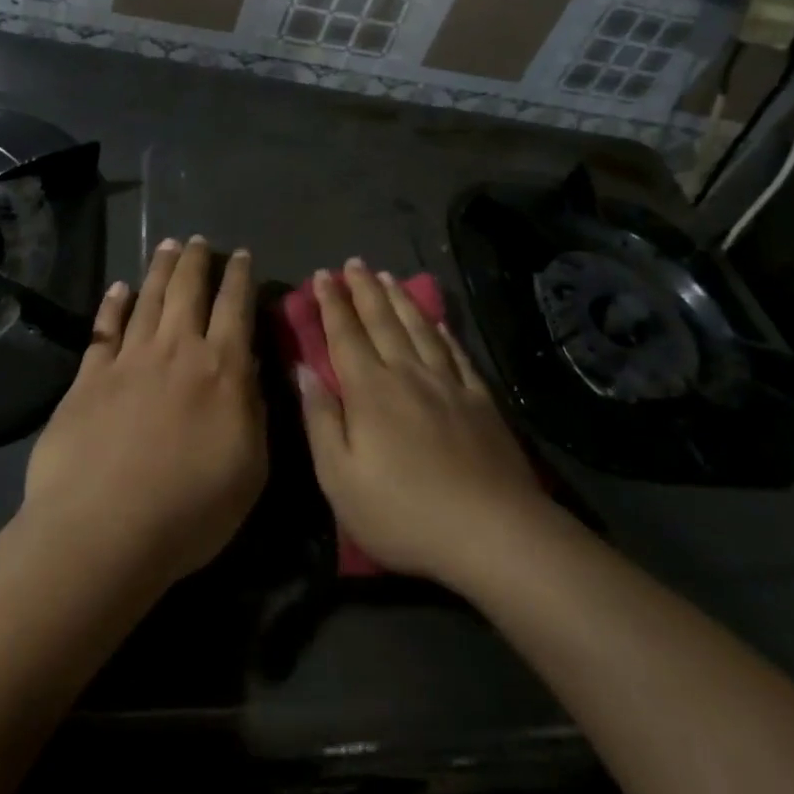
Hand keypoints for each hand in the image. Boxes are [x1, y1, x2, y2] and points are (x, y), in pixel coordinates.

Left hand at [23, 236, 266, 588]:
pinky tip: (118, 287)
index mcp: (222, 369)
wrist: (102, 532)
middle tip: (199, 240)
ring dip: (160, 269)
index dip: (240, 277)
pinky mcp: (89, 377)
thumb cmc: (190, 510)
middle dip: (197, 260)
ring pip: (149, 298)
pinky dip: (113, 304)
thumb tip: (253, 365)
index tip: (241, 255)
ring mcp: (129, 359)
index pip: (235, 307)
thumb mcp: (250, 468)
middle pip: (188, 290)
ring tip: (168, 245)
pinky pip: (104, 328)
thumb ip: (255, 410)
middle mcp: (176, 350)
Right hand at [298, 260, 546, 586]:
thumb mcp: (340, 479)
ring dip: (400, 299)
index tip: (322, 275)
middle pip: (382, 321)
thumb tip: (303, 370)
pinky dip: (443, 331)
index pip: (345, 335)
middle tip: (353, 262)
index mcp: (370, 391)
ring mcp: (448, 383)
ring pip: (419, 328)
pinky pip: (456, 352)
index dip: (332, 304)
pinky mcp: (480, 399)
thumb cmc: (403, 513)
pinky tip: (438, 320)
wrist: (491, 531)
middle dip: (364, 290)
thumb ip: (320, 420)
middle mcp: (407, 374)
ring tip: (387, 277)